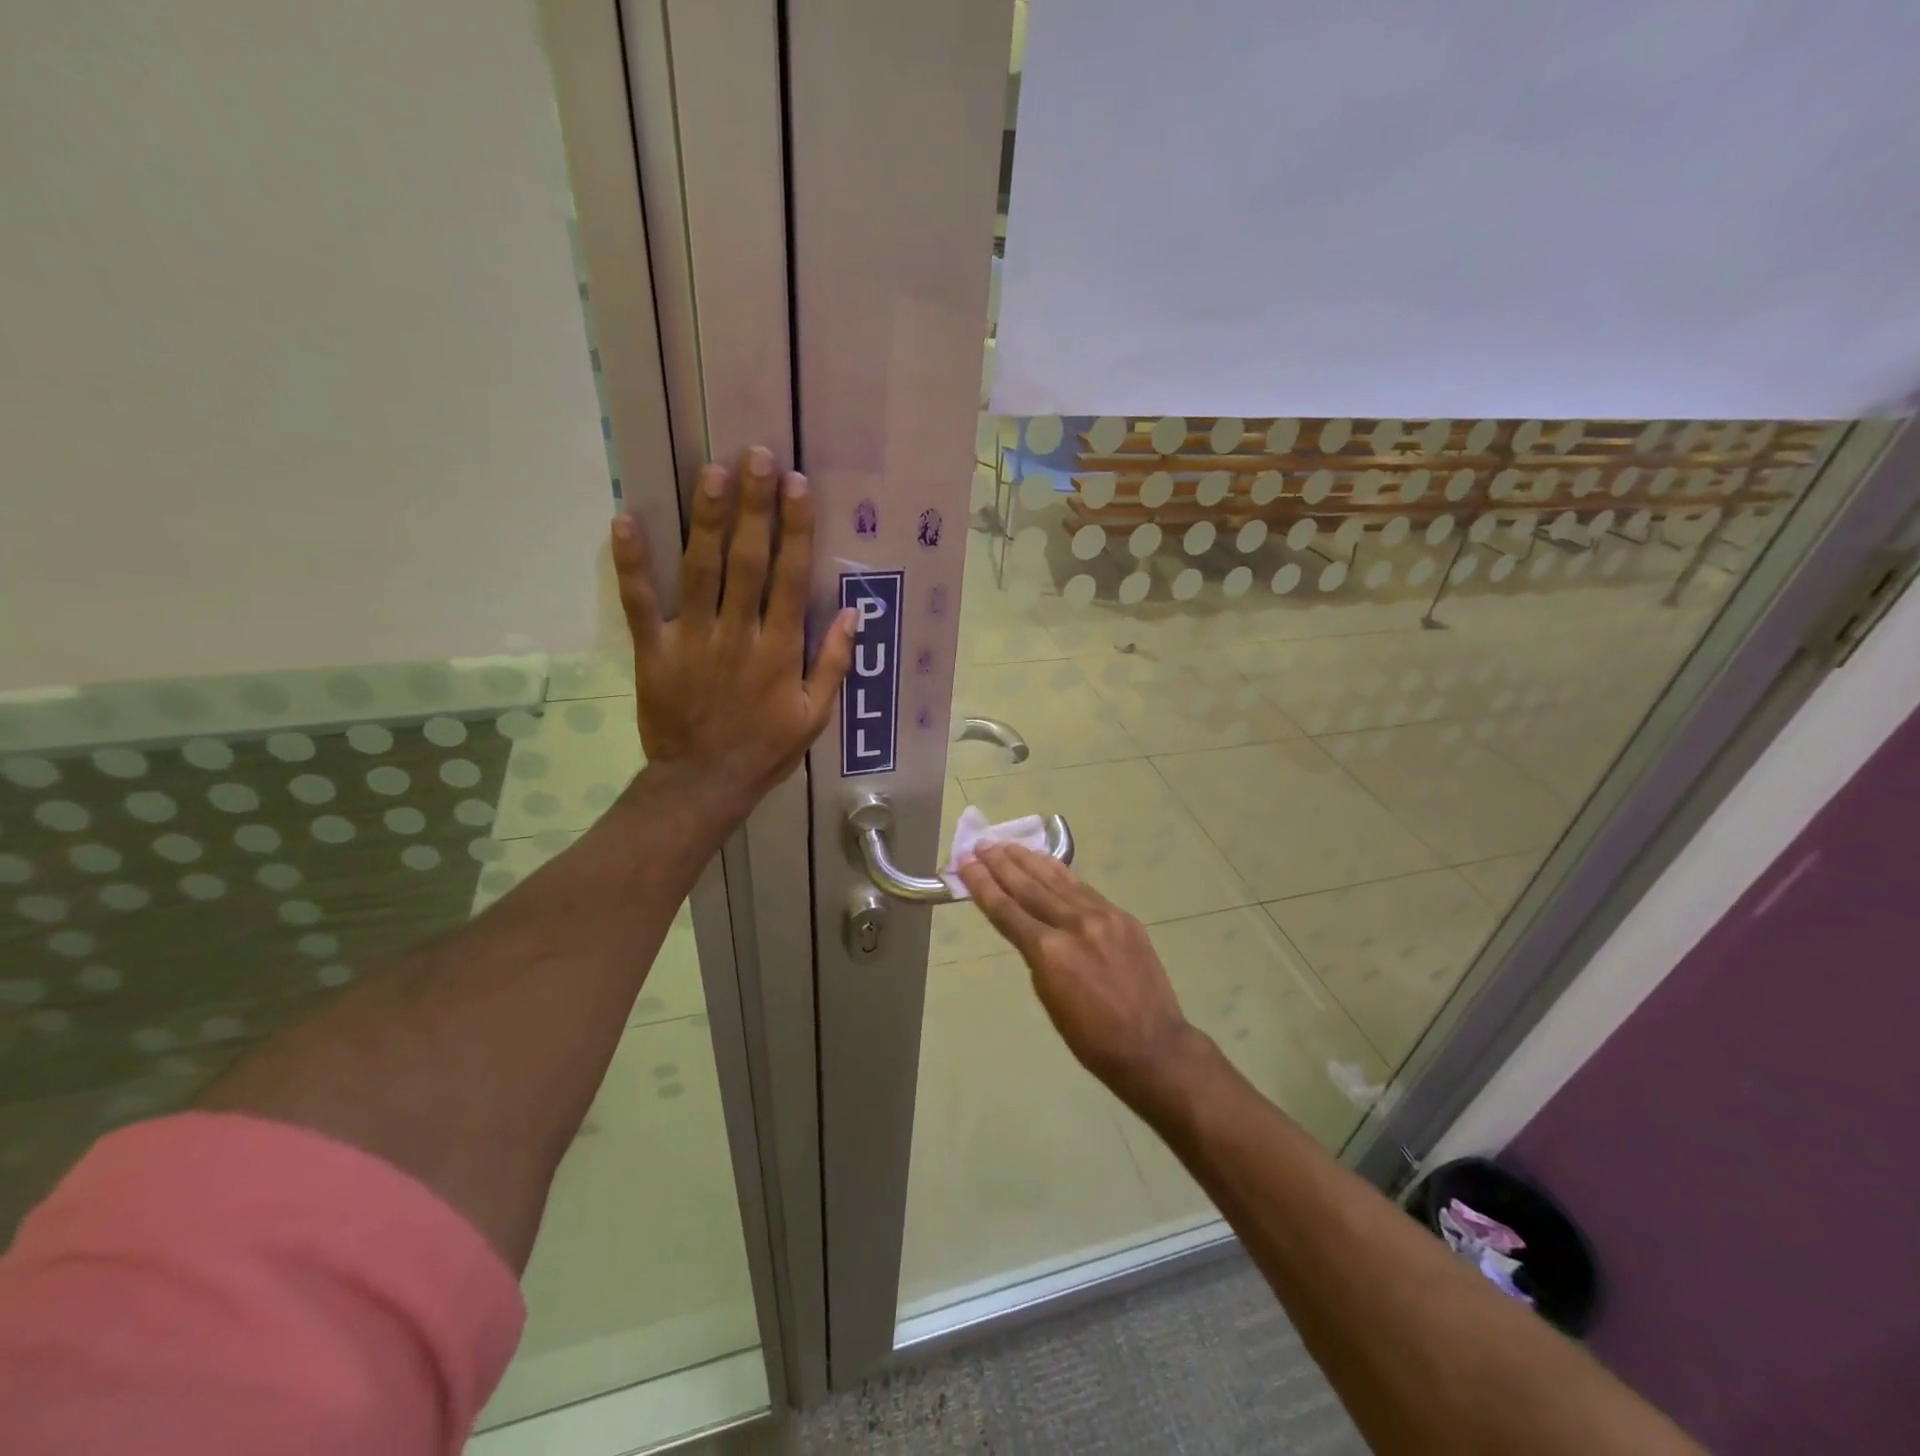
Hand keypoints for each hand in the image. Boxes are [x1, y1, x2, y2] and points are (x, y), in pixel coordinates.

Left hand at [611, 446, 854, 815]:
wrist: (704, 784)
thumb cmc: (765, 749)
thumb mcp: (814, 716)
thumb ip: (834, 664)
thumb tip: (854, 613)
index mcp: (779, 650)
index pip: (791, 578)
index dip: (796, 529)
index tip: (797, 485)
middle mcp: (738, 634)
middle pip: (747, 561)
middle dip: (753, 507)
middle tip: (755, 456)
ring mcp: (692, 639)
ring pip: (699, 570)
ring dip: (706, 519)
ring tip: (711, 471)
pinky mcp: (654, 650)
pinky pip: (640, 602)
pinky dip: (632, 563)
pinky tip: (626, 520)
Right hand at [957, 843, 1206, 1113]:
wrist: (1152, 1045)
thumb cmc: (1091, 1038)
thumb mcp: (1048, 998)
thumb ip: (1037, 954)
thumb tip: (1029, 926)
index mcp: (1049, 952)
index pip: (1006, 909)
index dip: (983, 884)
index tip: (966, 862)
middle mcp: (1073, 924)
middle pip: (1029, 886)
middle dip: (1001, 864)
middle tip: (981, 844)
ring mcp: (1102, 916)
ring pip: (1056, 880)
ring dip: (1029, 860)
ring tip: (1008, 845)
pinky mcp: (1122, 916)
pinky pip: (1082, 888)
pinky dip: (1060, 873)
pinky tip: (1047, 862)